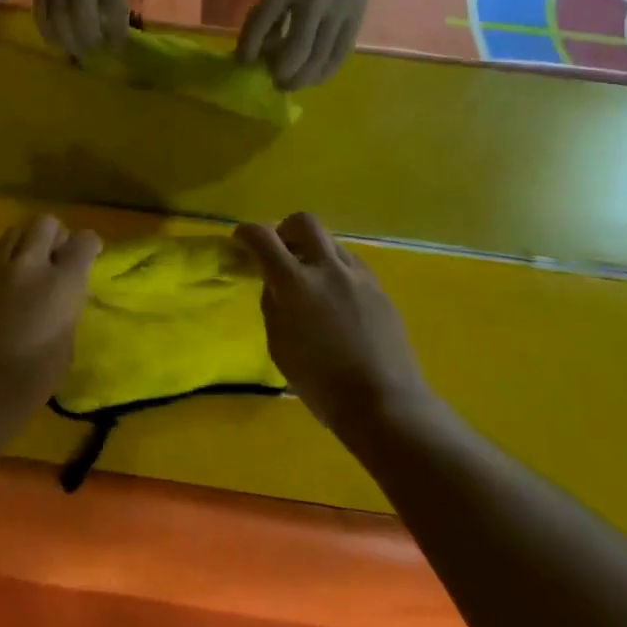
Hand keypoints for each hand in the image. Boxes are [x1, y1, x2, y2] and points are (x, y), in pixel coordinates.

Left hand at [0, 215, 100, 422]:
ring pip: (16, 230)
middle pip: (46, 222)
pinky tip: (0, 272)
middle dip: (55, 235)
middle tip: (55, 257)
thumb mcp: (66, 344)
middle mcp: (31, 264)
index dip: (89, 245)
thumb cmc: (30, 381)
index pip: (84, 241)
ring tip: (25, 265)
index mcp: (62, 284)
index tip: (89, 255)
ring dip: (26, 242)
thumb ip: (67, 307)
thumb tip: (62, 293)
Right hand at [34, 0, 129, 58]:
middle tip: (94, 54)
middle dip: (86, 42)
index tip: (118, 49)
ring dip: (66, 41)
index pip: (110, 7)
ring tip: (75, 51)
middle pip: (77, 17)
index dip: (115, 33)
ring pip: (55, 17)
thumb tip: (112, 28)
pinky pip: (39, 9)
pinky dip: (47, 29)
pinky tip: (55, 38)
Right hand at [235, 214, 438, 441]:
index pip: (262, 237)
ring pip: (331, 242)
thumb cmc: (322, 383)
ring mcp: (358, 276)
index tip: (240, 241)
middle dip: (285, 229)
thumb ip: (273, 306)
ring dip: (314, 251)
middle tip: (280, 251)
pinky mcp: (380, 290)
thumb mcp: (279, 346)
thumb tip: (276, 286)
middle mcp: (328, 268)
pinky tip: (336, 300)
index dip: (246, 233)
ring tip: (311, 281)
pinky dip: (336, 271)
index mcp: (296, 283)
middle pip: (303, 222)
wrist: (386, 405)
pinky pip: (351, 265)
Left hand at [236, 0, 372, 88]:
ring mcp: (338, 12)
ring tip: (289, 85)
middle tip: (272, 81)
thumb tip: (255, 49)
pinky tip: (314, 78)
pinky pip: (340, 54)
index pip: (265, 21)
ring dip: (302, 77)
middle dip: (282, 71)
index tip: (243, 62)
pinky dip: (325, 71)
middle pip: (298, 48)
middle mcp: (314, 1)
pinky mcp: (356, 20)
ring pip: (321, 57)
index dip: (251, 46)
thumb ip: (266, 12)